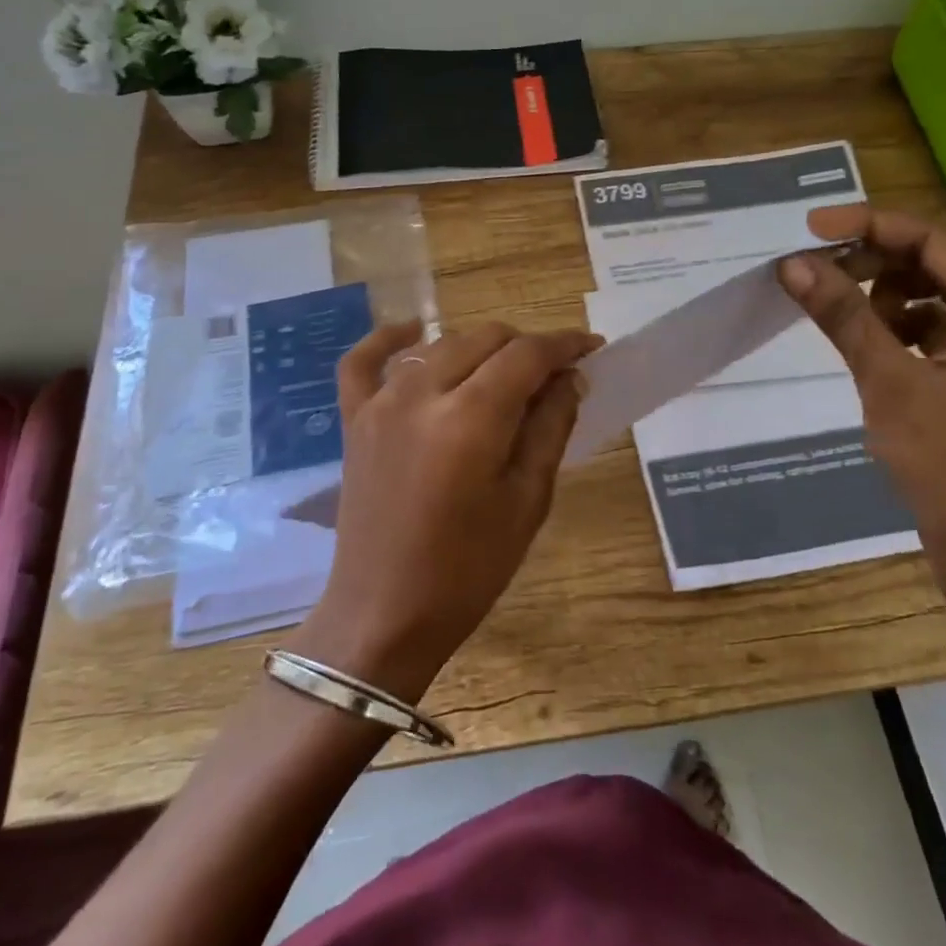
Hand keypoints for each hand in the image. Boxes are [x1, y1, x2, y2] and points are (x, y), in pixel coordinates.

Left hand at [293, 320, 599, 701]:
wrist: (383, 613)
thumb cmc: (467, 569)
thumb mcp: (527, 501)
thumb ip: (550, 428)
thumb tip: (569, 379)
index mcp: (470, 420)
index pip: (527, 355)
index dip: (565, 344)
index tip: (591, 348)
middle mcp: (421, 395)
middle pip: (485, 339)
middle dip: (526, 346)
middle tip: (552, 375)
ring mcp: (380, 403)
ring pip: (440, 344)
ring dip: (479, 349)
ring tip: (504, 375)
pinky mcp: (355, 419)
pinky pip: (363, 360)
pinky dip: (389, 339)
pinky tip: (414, 332)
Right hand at [779, 206, 945, 645]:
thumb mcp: (889, 383)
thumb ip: (844, 315)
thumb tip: (792, 263)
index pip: (941, 240)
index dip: (873, 226)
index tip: (812, 229)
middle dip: (886, 250)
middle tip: (829, 261)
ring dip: (894, 282)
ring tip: (846, 303)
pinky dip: (906, 316)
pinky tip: (873, 335)